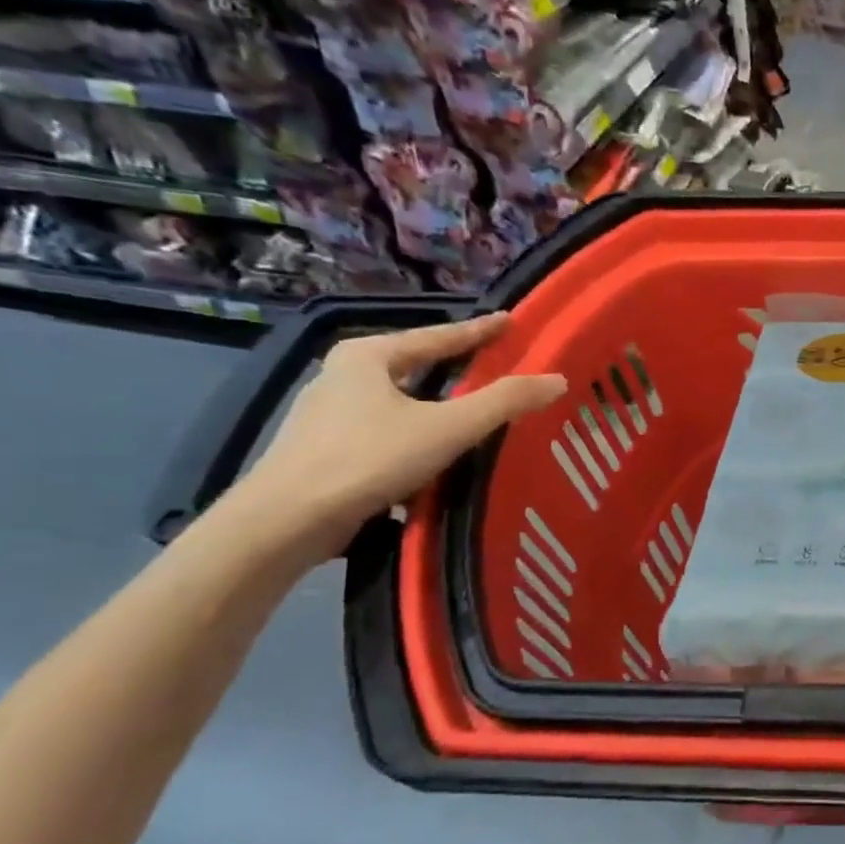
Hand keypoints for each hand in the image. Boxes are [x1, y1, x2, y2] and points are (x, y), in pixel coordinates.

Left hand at [230, 314, 564, 559]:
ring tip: (473, 411)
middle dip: (454, 366)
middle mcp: (342, 376)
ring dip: (435, 404)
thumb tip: (558, 379)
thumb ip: (504, 402)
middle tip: (495, 365)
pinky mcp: (326, 452)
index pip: (437, 336)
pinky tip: (436, 453)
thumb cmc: (368, 459)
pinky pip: (387, 431)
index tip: (510, 322)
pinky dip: (417, 434)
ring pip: (399, 401)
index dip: (478, 331)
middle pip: (414, 365)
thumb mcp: (448, 427)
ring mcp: (328, 415)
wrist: (286, 522)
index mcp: (367, 356)